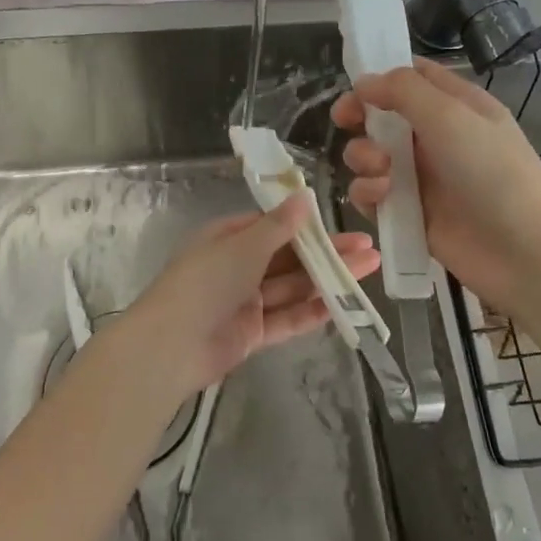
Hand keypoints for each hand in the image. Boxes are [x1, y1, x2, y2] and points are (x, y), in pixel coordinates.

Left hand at [118, 197, 379, 396]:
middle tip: (369, 248)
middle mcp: (237, 267)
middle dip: (327, 253)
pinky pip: (287, 318)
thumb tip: (304, 196)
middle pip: (289, 258)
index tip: (342, 225)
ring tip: (368, 271)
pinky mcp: (251, 333)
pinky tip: (345, 304)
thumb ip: (279, 226)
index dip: (308, 226)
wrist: (172, 345)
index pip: (273, 226)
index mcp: (228, 238)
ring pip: (293, 287)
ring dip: (328, 279)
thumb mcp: (244, 245)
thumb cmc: (206, 281)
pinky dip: (313, 311)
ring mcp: (244, 301)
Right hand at [331, 58, 540, 311]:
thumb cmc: (492, 171)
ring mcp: (420, 178)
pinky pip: (372, 195)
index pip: (412, 78)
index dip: (380, 76)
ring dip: (363, 156)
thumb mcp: (451, 116)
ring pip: (370, 155)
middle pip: (382, 116)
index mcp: (454, 106)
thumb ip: (403, 90)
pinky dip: (368, 193)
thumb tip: (363, 81)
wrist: (524, 251)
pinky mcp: (408, 214)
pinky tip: (381, 197)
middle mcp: (435, 137)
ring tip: (380, 169)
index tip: (354, 86)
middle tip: (345, 121)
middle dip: (359, 117)